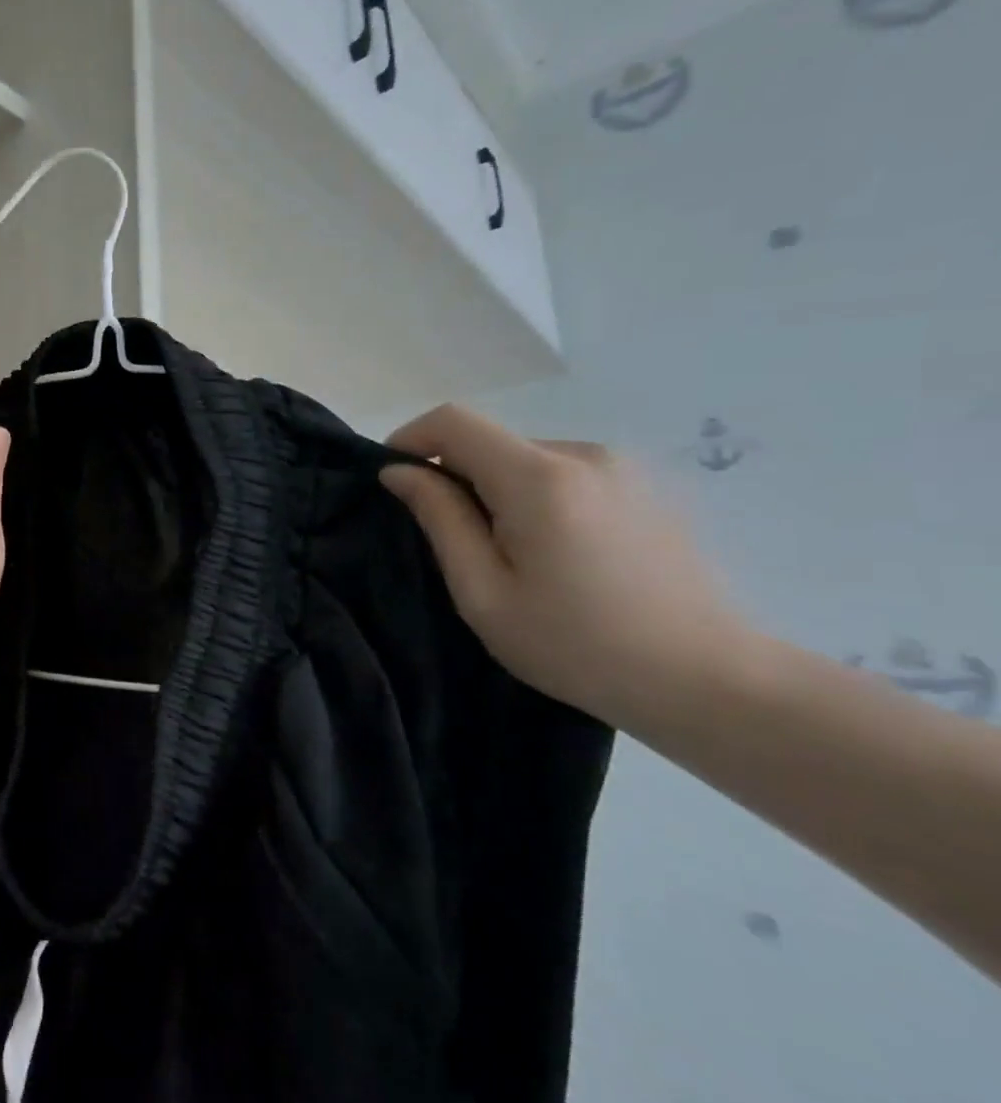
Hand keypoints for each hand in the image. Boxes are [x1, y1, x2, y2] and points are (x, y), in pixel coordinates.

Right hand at [379, 405, 748, 725]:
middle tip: (455, 544)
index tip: (394, 481)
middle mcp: (583, 454)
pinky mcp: (645, 487)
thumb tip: (400, 471)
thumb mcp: (483, 591)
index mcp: (539, 477)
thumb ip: (439, 518)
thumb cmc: (576, 644)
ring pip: (527, 459)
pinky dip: (537, 497)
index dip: (410, 439)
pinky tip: (558, 555)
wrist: (707, 681)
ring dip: (498, 490)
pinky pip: (565, 474)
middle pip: (491, 442)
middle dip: (456, 477)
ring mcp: (623, 468)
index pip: (454, 421)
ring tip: (511, 556)